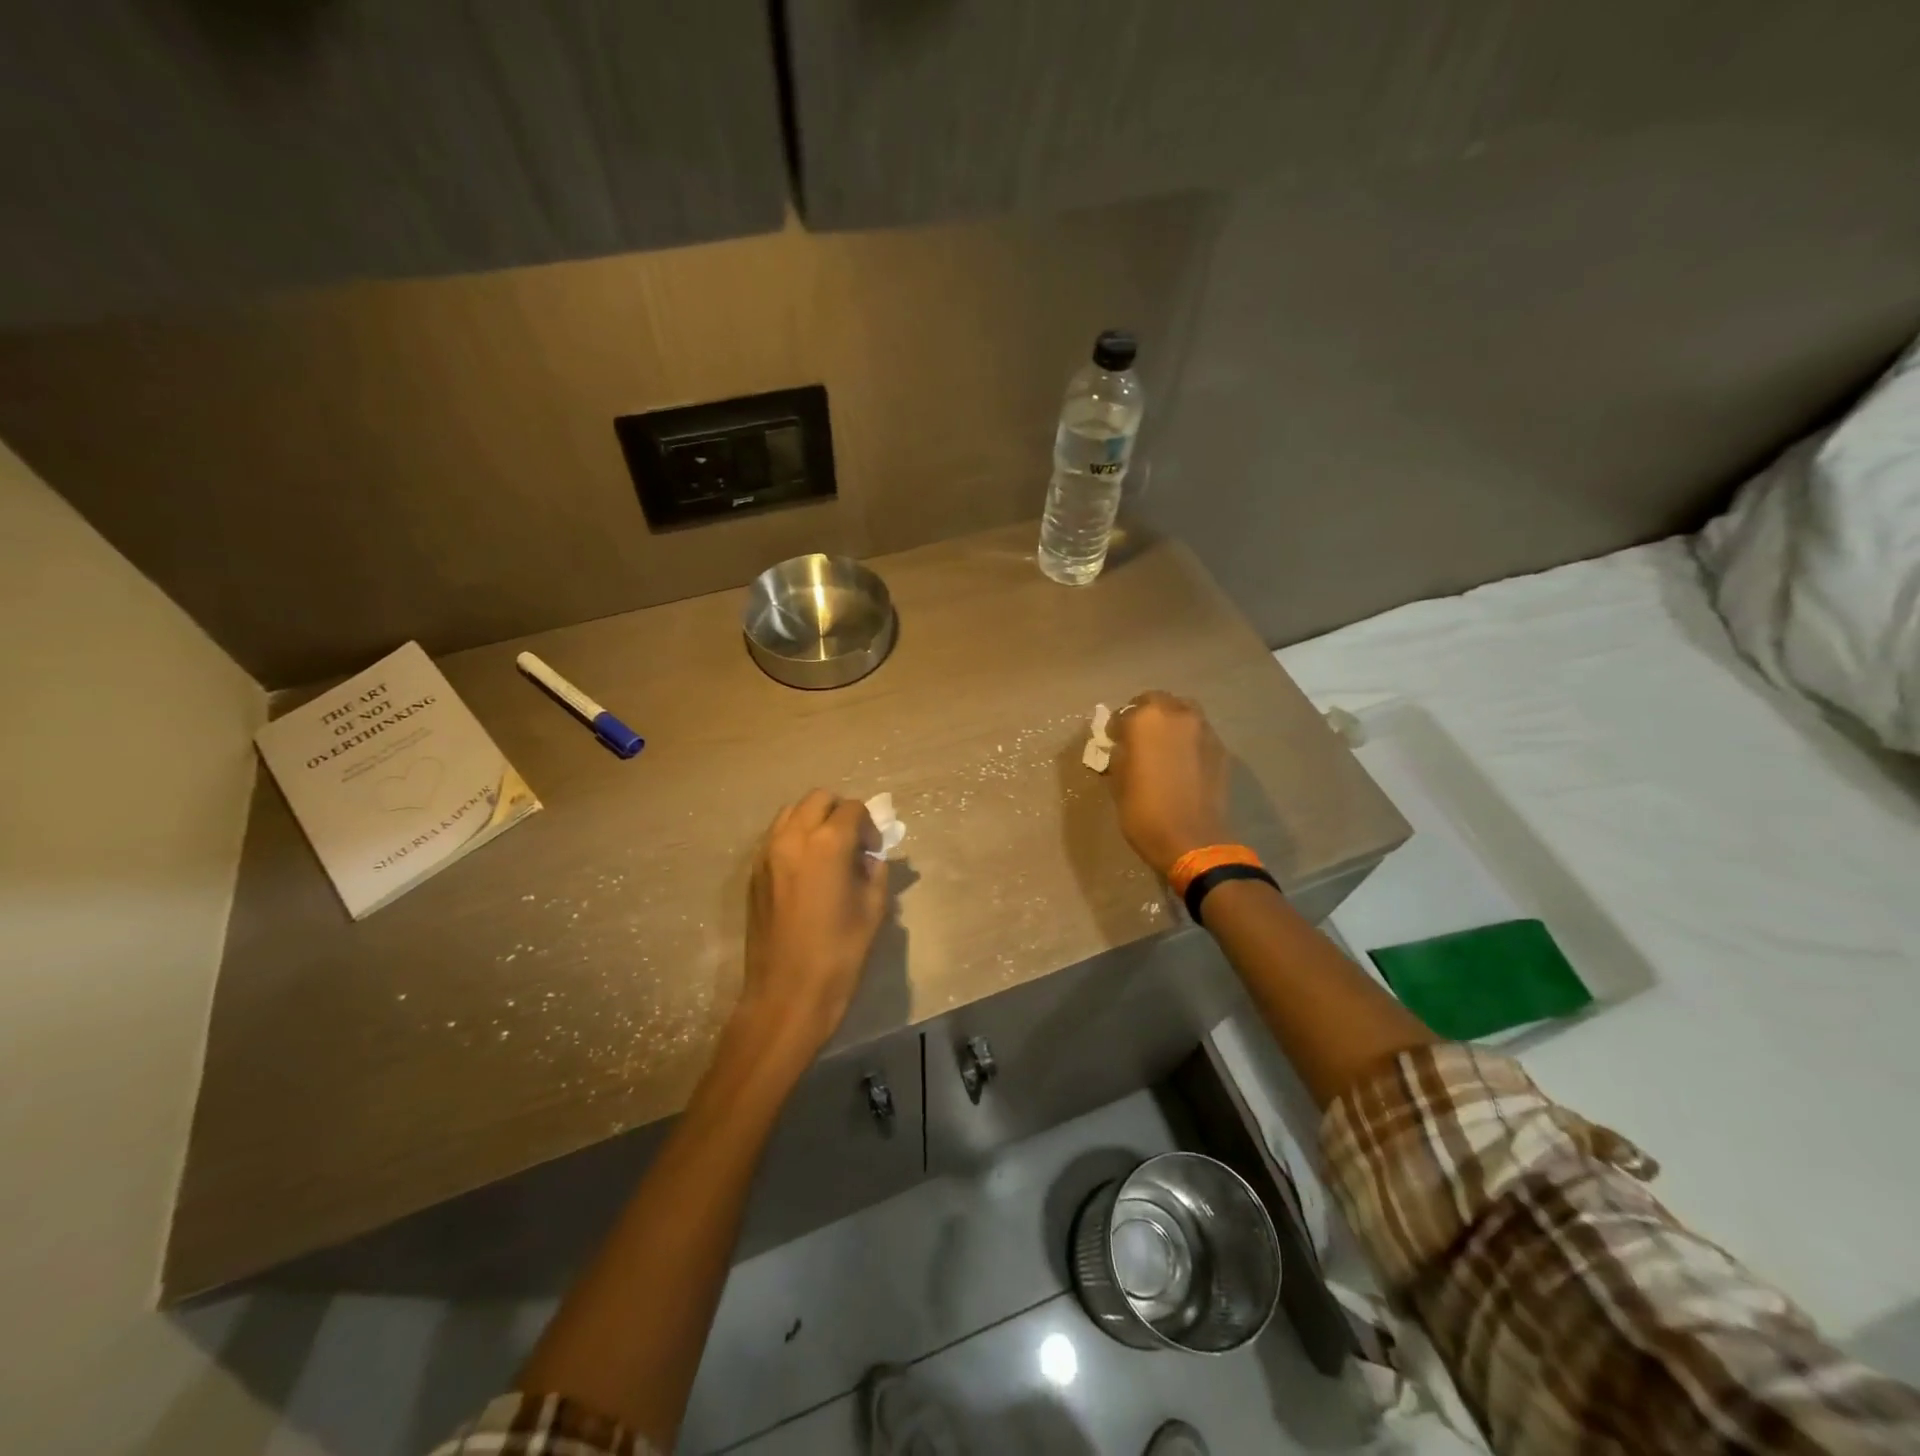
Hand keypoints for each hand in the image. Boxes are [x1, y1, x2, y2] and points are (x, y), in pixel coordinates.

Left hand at [737, 790, 889, 1060]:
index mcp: (827, 844)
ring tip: (828, 852)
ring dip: (814, 820)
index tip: (873, 851)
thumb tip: (868, 857)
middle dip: (840, 812)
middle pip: (818, 799)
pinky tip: (806, 869)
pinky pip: (776, 836)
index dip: (869, 825)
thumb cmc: (839, 954)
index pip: (852, 809)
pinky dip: (794, 837)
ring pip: (791, 813)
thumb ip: (874, 871)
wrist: (787, 994)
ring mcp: (767, 853)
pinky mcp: (754, 873)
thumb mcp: (873, 909)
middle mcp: (793, 838)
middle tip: (852, 843)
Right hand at [1106, 692, 1230, 878]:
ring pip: (1182, 712)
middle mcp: (1176, 714)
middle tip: (1137, 739)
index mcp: (1144, 719)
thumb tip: (1123, 748)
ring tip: (1162, 746)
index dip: (1115, 730)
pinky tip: (1182, 761)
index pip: (1122, 714)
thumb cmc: (1144, 811)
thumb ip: (1119, 755)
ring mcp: (1203, 729)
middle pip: (1155, 702)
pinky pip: (1198, 733)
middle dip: (1144, 716)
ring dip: (1169, 723)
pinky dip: (1187, 740)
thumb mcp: (1118, 782)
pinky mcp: (1220, 747)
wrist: (1193, 839)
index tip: (1113, 744)